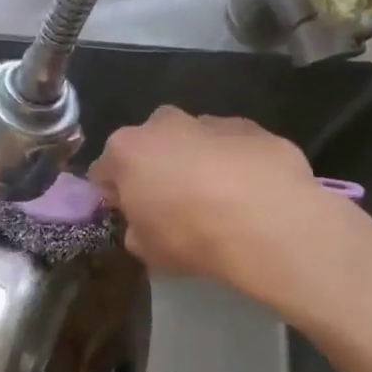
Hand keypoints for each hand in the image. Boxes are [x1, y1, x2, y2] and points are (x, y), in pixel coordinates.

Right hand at [88, 107, 321, 286]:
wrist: (268, 222)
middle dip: (155, 169)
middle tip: (172, 206)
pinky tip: (249, 195)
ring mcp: (211, 121)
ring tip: (217, 201)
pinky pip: (232, 147)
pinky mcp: (253, 128)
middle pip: (149, 146)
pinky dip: (234, 164)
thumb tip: (142, 225)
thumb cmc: (191, 236)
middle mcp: (164, 124)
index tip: (129, 216)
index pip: (103, 171)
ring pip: (193, 141)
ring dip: (196, 163)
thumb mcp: (147, 250)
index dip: (114, 196)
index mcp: (127, 150)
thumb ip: (136, 231)